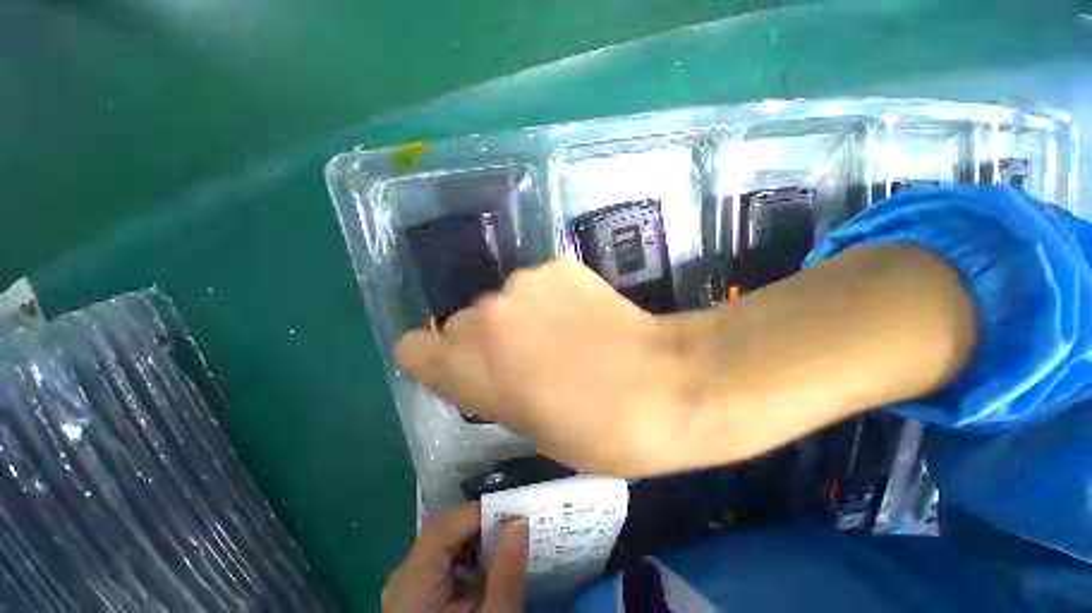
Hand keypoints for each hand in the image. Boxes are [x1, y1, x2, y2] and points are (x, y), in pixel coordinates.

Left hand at [382, 503, 528, 612]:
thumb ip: (506, 572)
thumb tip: (519, 521)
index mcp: (413, 582)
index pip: (443, 526)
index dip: (478, 512)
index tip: (513, 513)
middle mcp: (404, 576)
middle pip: (442, 530)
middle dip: (480, 524)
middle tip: (513, 526)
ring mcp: (407, 585)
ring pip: (443, 541)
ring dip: (475, 537)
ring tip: (504, 544)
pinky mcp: (416, 594)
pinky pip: (441, 560)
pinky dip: (466, 555)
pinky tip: (487, 567)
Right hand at [396, 260, 696, 476]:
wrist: (666, 384)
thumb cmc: (596, 429)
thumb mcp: (529, 426)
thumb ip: (492, 389)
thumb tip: (483, 366)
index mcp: (472, 366)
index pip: (414, 348)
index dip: (436, 359)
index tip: (460, 368)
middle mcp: (488, 315)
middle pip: (463, 322)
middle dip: (486, 340)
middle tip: (526, 358)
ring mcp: (525, 283)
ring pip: (502, 300)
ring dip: (519, 317)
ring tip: (562, 336)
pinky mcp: (559, 266)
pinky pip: (538, 284)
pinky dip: (550, 298)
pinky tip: (582, 316)